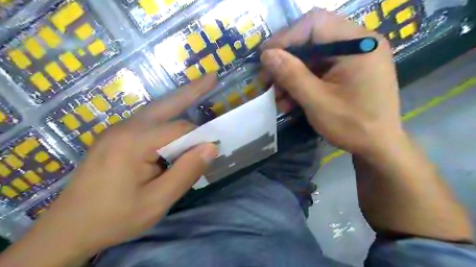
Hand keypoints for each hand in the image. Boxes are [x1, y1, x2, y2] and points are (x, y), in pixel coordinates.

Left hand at [0, 75, 217, 266]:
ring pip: (155, 110)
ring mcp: (117, 130)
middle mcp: (125, 128)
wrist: (67, 230)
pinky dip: (166, 115)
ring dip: (178, 100)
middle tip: (211, 77)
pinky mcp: (115, 137)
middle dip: (191, 91)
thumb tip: (211, 147)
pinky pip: (147, 120)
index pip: (179, 129)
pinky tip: (175, 117)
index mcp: (134, 142)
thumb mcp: (157, 201)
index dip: (199, 137)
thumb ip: (186, 172)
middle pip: (166, 104)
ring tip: (199, 89)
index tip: (211, 150)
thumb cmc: (115, 218)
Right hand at [260, 9, 400, 156]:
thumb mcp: (317, 102)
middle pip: (312, 40)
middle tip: (266, 80)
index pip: (315, 24)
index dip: (285, 37)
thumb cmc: (353, 126)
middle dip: (286, 61)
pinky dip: (302, 83)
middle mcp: (359, 43)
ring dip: (291, 76)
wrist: (379, 147)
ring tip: (276, 97)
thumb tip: (266, 54)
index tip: (264, 56)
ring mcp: (354, 57)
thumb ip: (292, 75)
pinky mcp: (348, 71)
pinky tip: (289, 100)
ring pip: (312, 57)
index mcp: (359, 44)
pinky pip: (319, 70)